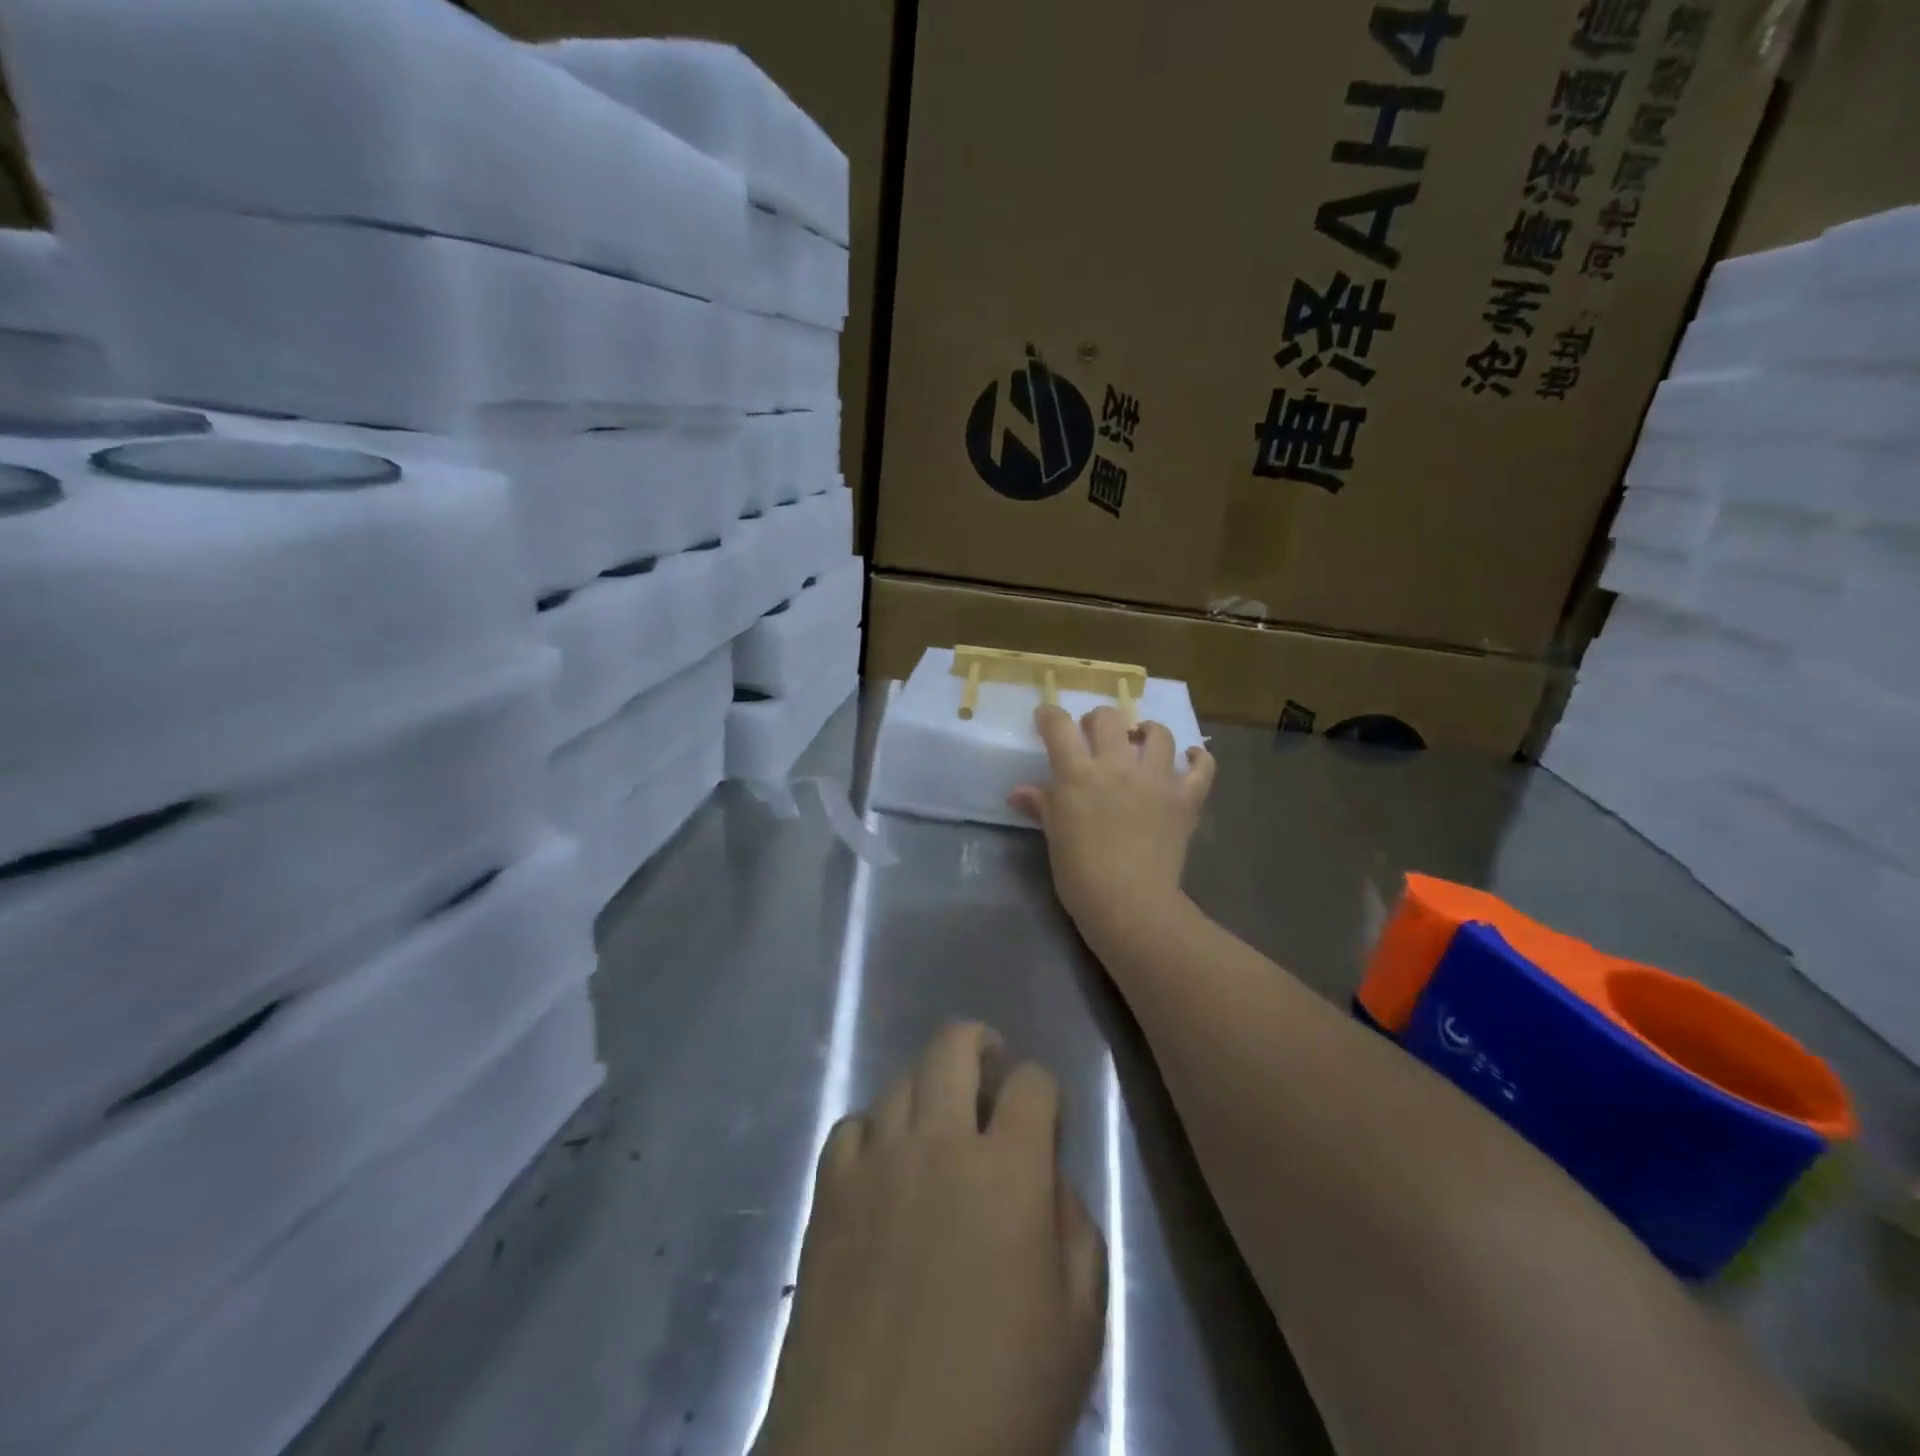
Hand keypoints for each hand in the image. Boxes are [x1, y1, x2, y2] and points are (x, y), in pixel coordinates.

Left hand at [758, 1023, 1107, 1455]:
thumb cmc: (996, 1403)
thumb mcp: (1077, 1326)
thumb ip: (1076, 1229)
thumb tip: (1049, 1176)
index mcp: (1007, 1170)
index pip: (1032, 1082)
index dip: (1045, 1091)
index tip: (1046, 1116)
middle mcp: (938, 1142)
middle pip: (953, 1046)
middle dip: (980, 1043)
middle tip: (989, 1067)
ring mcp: (876, 1160)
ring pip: (901, 1080)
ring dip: (928, 1088)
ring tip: (939, 1121)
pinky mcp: (829, 1190)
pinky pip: (852, 1127)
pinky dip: (874, 1131)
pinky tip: (884, 1164)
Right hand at [1011, 705, 1214, 945]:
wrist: (1130, 902)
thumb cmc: (1080, 874)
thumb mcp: (1054, 836)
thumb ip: (1041, 806)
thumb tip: (1018, 793)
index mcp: (1079, 775)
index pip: (1060, 727)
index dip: (1050, 716)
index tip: (1047, 719)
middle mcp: (1118, 766)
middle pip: (1109, 718)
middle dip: (1097, 720)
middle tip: (1094, 736)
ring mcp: (1156, 779)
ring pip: (1158, 733)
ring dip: (1146, 731)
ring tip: (1140, 741)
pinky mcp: (1186, 798)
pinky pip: (1202, 766)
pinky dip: (1198, 757)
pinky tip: (1189, 757)